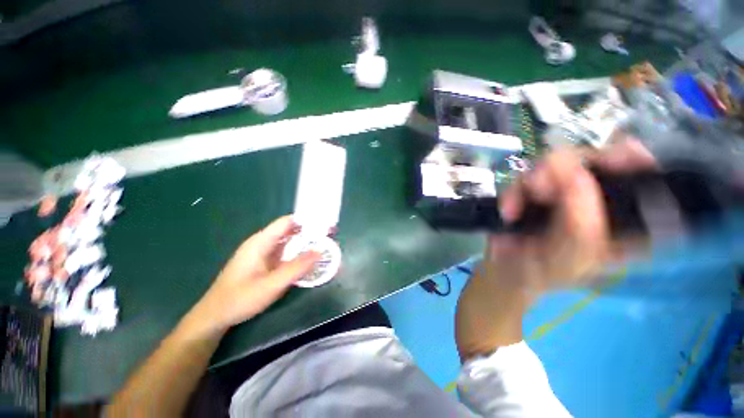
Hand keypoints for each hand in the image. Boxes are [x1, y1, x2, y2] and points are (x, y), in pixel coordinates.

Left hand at [185, 216, 319, 335]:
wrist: (215, 316)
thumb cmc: (240, 299)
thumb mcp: (271, 285)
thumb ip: (297, 268)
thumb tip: (320, 251)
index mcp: (261, 242)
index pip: (287, 222)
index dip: (306, 220)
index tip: (325, 224)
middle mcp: (263, 243)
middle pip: (290, 230)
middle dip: (310, 232)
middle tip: (330, 236)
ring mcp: (264, 253)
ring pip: (289, 242)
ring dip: (306, 243)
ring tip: (325, 246)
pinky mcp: (265, 263)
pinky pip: (286, 253)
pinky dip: (299, 253)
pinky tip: (309, 259)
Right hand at [456, 140, 655, 357]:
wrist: (505, 270)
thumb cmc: (544, 272)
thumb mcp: (571, 256)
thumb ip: (581, 222)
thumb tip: (577, 176)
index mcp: (625, 219)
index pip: (648, 179)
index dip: (639, 162)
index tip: (620, 157)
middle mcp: (598, 198)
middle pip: (598, 159)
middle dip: (570, 169)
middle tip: (543, 188)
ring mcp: (564, 190)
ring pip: (558, 162)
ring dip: (534, 181)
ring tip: (520, 205)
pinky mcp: (536, 188)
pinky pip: (526, 175)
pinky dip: (514, 191)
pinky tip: (509, 211)